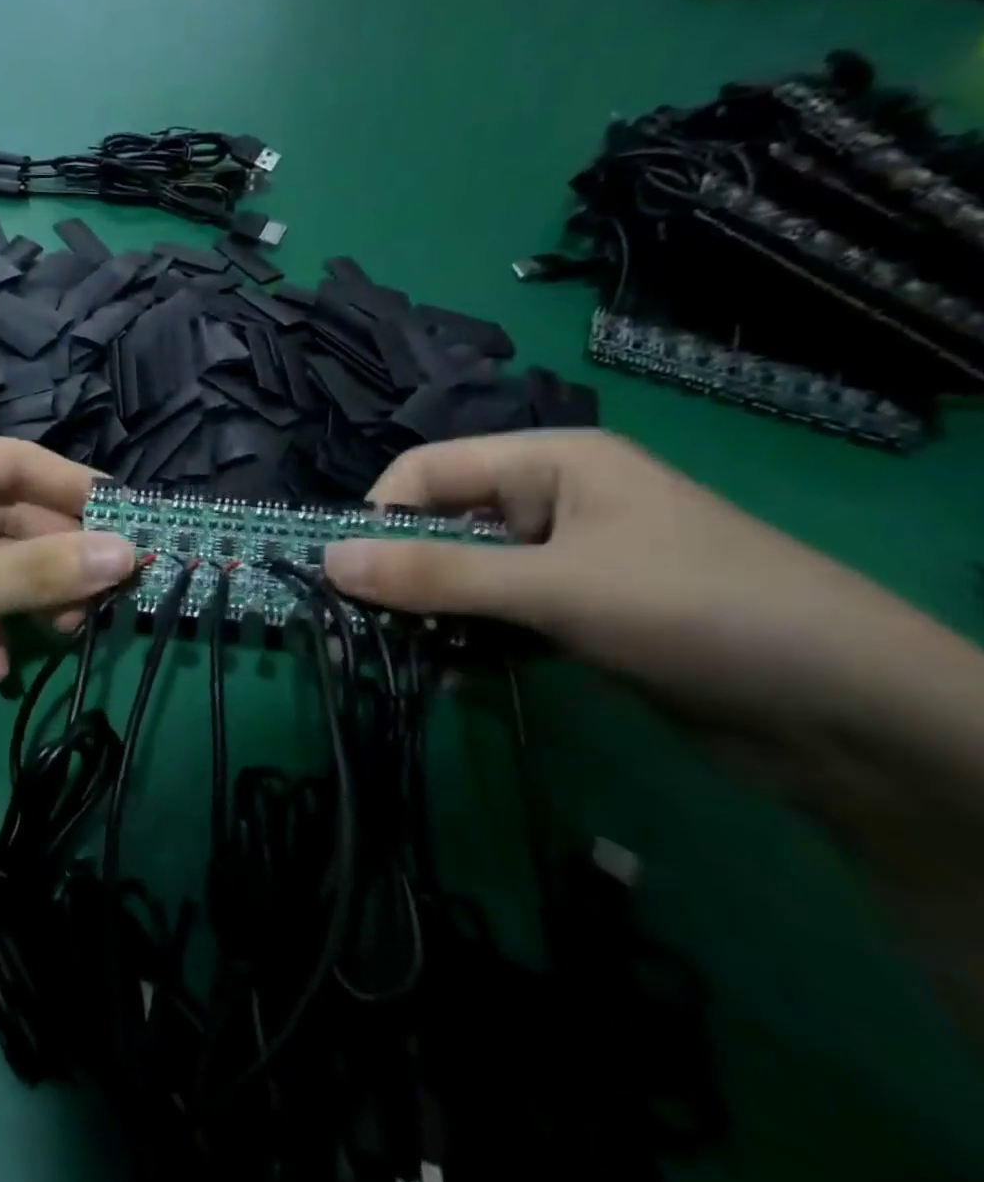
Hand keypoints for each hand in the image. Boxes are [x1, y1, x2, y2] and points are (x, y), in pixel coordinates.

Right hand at [322, 429, 954, 736]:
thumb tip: (326, 561)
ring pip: (464, 575)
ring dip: (431, 613)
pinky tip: (451, 673)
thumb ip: (436, 575)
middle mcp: (550, 501)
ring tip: (403, 656)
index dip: (378, 515)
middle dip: (400, 572)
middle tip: (360, 625)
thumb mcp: (554, 588)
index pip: (428, 470)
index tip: (342, 574)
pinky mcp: (576, 614)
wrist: (855, 719)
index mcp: (548, 463)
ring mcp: (564, 560)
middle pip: (441, 523)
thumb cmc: (696, 612)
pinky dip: (469, 640)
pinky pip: (497, 615)